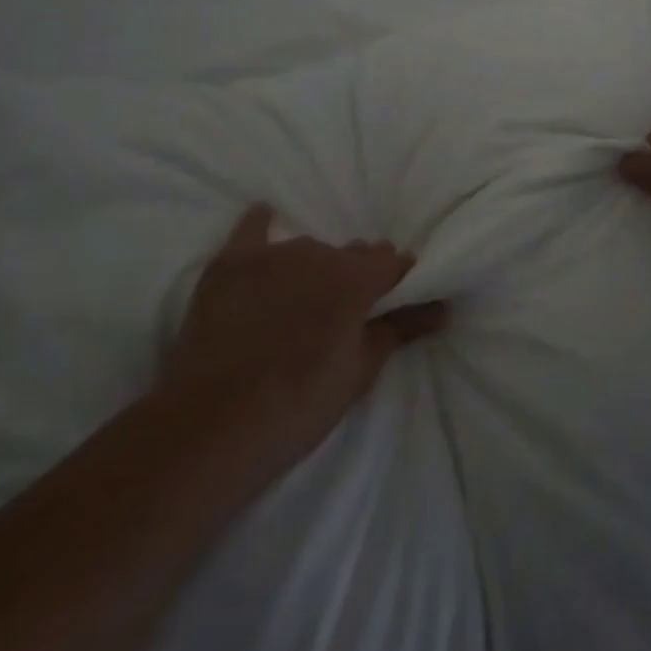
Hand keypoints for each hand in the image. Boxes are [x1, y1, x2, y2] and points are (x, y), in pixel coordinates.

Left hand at [165, 206, 446, 461]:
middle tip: (344, 313)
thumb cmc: (296, 407)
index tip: (394, 300)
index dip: (397, 280)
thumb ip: (400, 329)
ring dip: (313, 269)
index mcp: (356, 278)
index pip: (392, 261)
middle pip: (350, 254)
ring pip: (308, 249)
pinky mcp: (230, 263)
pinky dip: (261, 228)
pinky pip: (252, 229)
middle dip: (355, 276)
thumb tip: (441, 307)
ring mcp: (272, 254)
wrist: (209, 429)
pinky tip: (265, 221)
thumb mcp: (359, 373)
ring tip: (301, 303)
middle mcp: (319, 253)